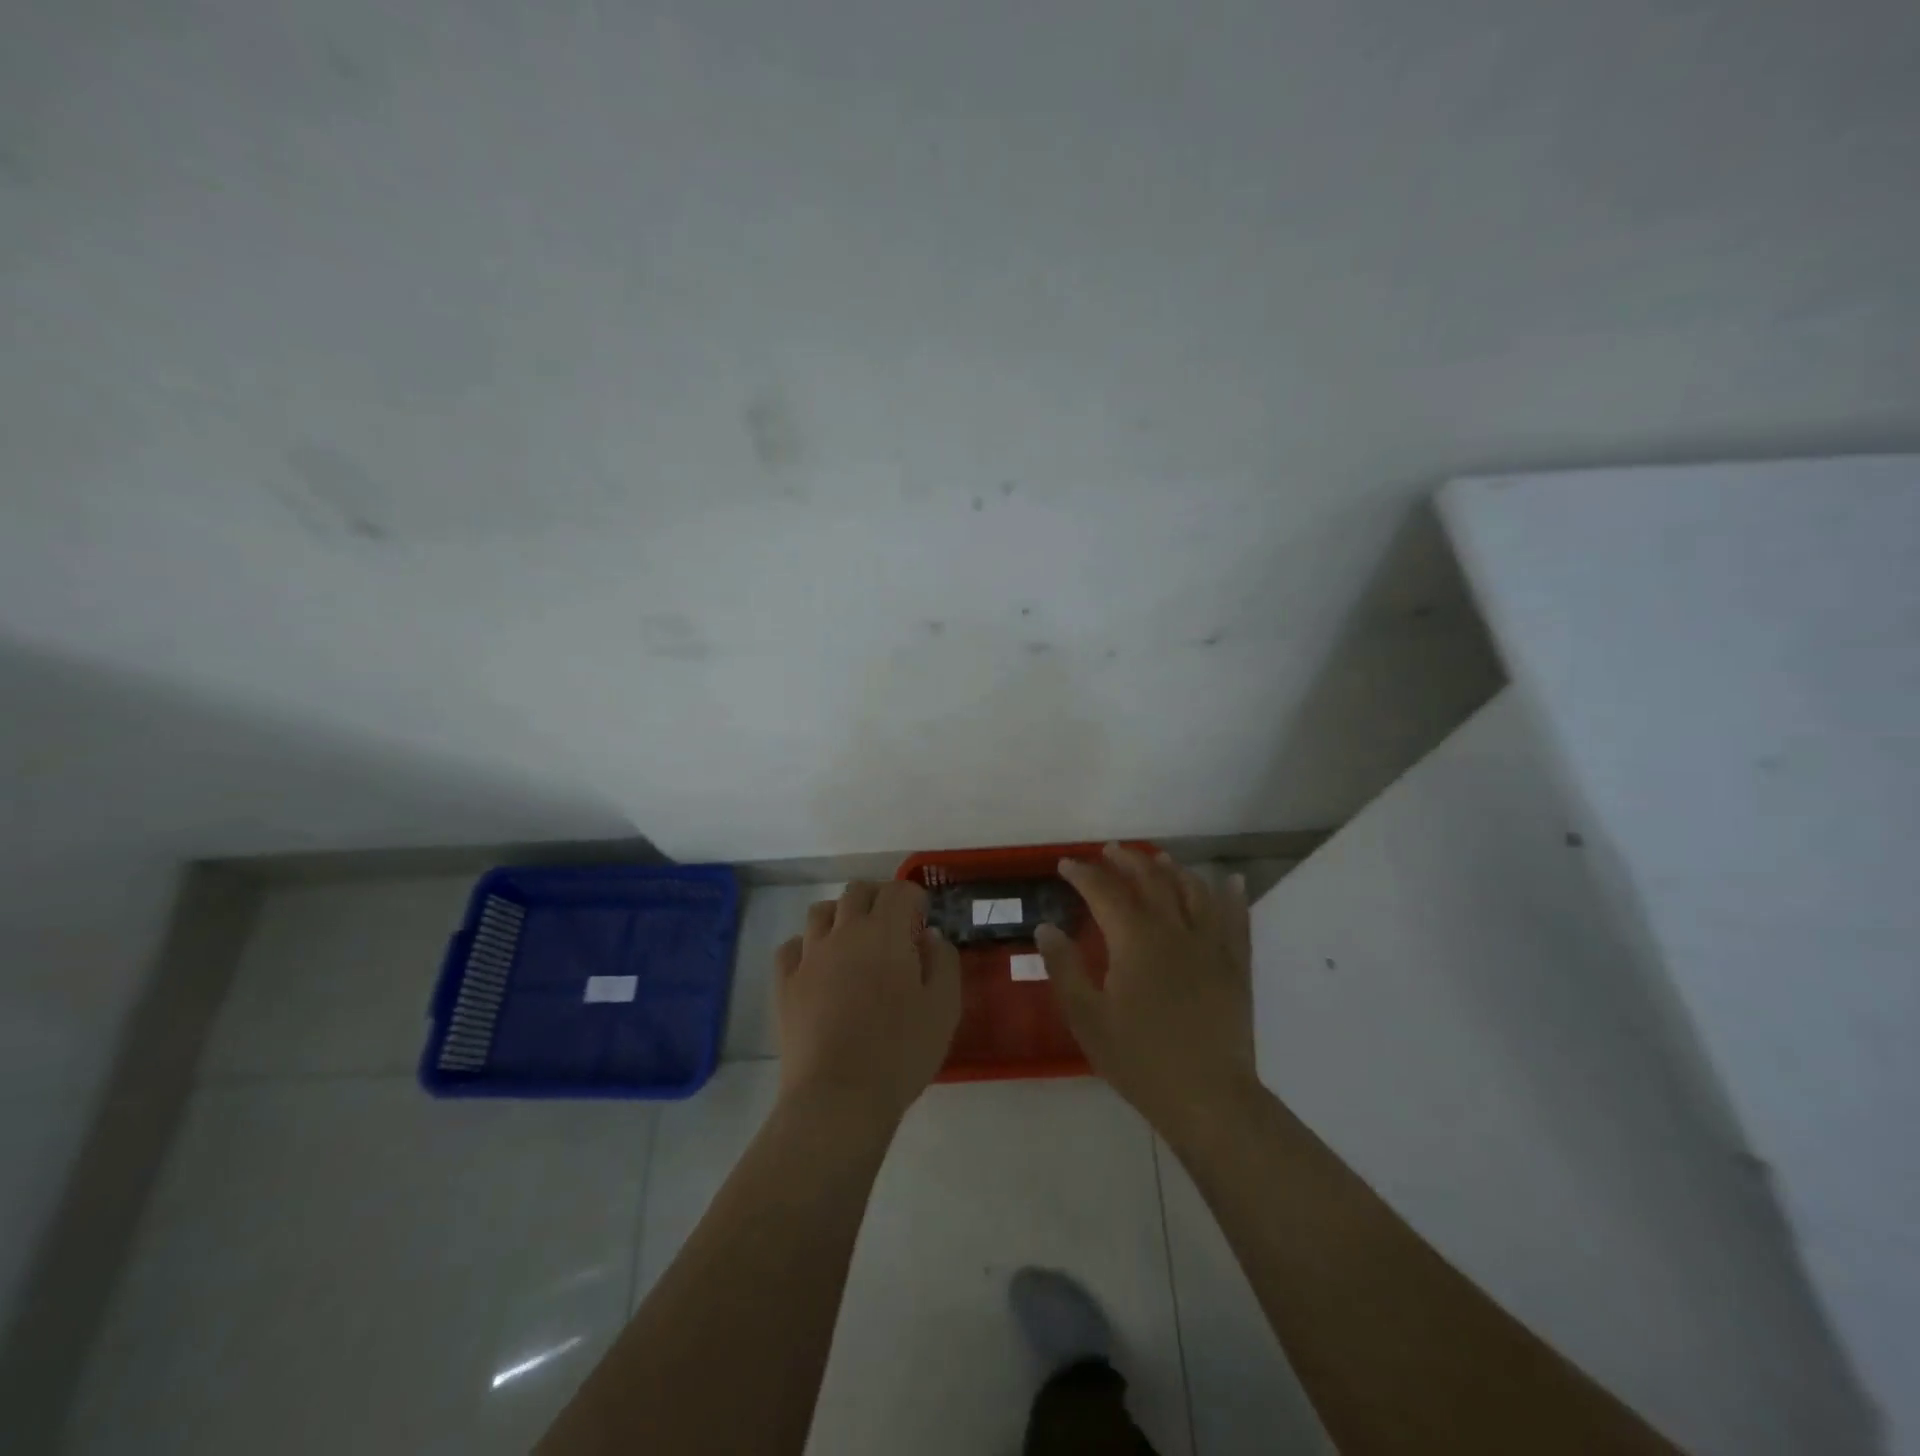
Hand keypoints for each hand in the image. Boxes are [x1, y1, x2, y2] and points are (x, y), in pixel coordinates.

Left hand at [774, 880, 961, 1123]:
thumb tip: (930, 937)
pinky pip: (791, 946)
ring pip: (820, 911)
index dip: (914, 899)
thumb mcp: (944, 1008)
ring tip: (854, 942)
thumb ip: (943, 962)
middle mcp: (844, 932)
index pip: (898, 890)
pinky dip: (807, 946)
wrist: (838, 1097)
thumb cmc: (901, 1052)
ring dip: (840, 915)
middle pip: (857, 891)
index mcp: (885, 933)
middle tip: (892, 926)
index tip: (922, 921)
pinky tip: (819, 966)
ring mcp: (809, 956)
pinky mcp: (785, 983)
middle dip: (878, 898)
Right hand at [1036, 845, 1257, 1137]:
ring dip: (1174, 870)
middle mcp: (1174, 930)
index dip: (1083, 874)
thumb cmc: (1139, 1060)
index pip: (1104, 892)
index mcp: (1134, 940)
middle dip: (1128, 861)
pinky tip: (1233, 881)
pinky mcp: (1236, 966)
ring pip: (1194, 891)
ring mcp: (1211, 945)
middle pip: (1151, 880)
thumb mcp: (1087, 1018)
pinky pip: (1237, 920)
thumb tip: (1045, 928)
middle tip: (1110, 851)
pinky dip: (1234, 896)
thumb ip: (1064, 968)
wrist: (1208, 1098)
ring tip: (1159, 859)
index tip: (1066, 864)